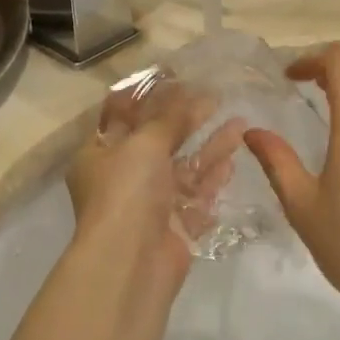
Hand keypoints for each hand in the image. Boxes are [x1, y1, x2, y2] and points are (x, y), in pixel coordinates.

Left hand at [66, 80, 244, 309]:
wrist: (131, 262)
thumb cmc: (127, 191)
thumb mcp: (145, 143)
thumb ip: (170, 117)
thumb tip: (192, 92)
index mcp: (99, 154)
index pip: (122, 116)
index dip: (149, 96)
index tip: (178, 77)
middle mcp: (122, 178)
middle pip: (158, 142)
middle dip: (187, 120)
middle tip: (216, 97)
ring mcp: (149, 204)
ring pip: (183, 168)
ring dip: (209, 147)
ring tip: (240, 123)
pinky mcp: (174, 226)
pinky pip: (196, 197)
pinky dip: (212, 179)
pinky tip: (233, 160)